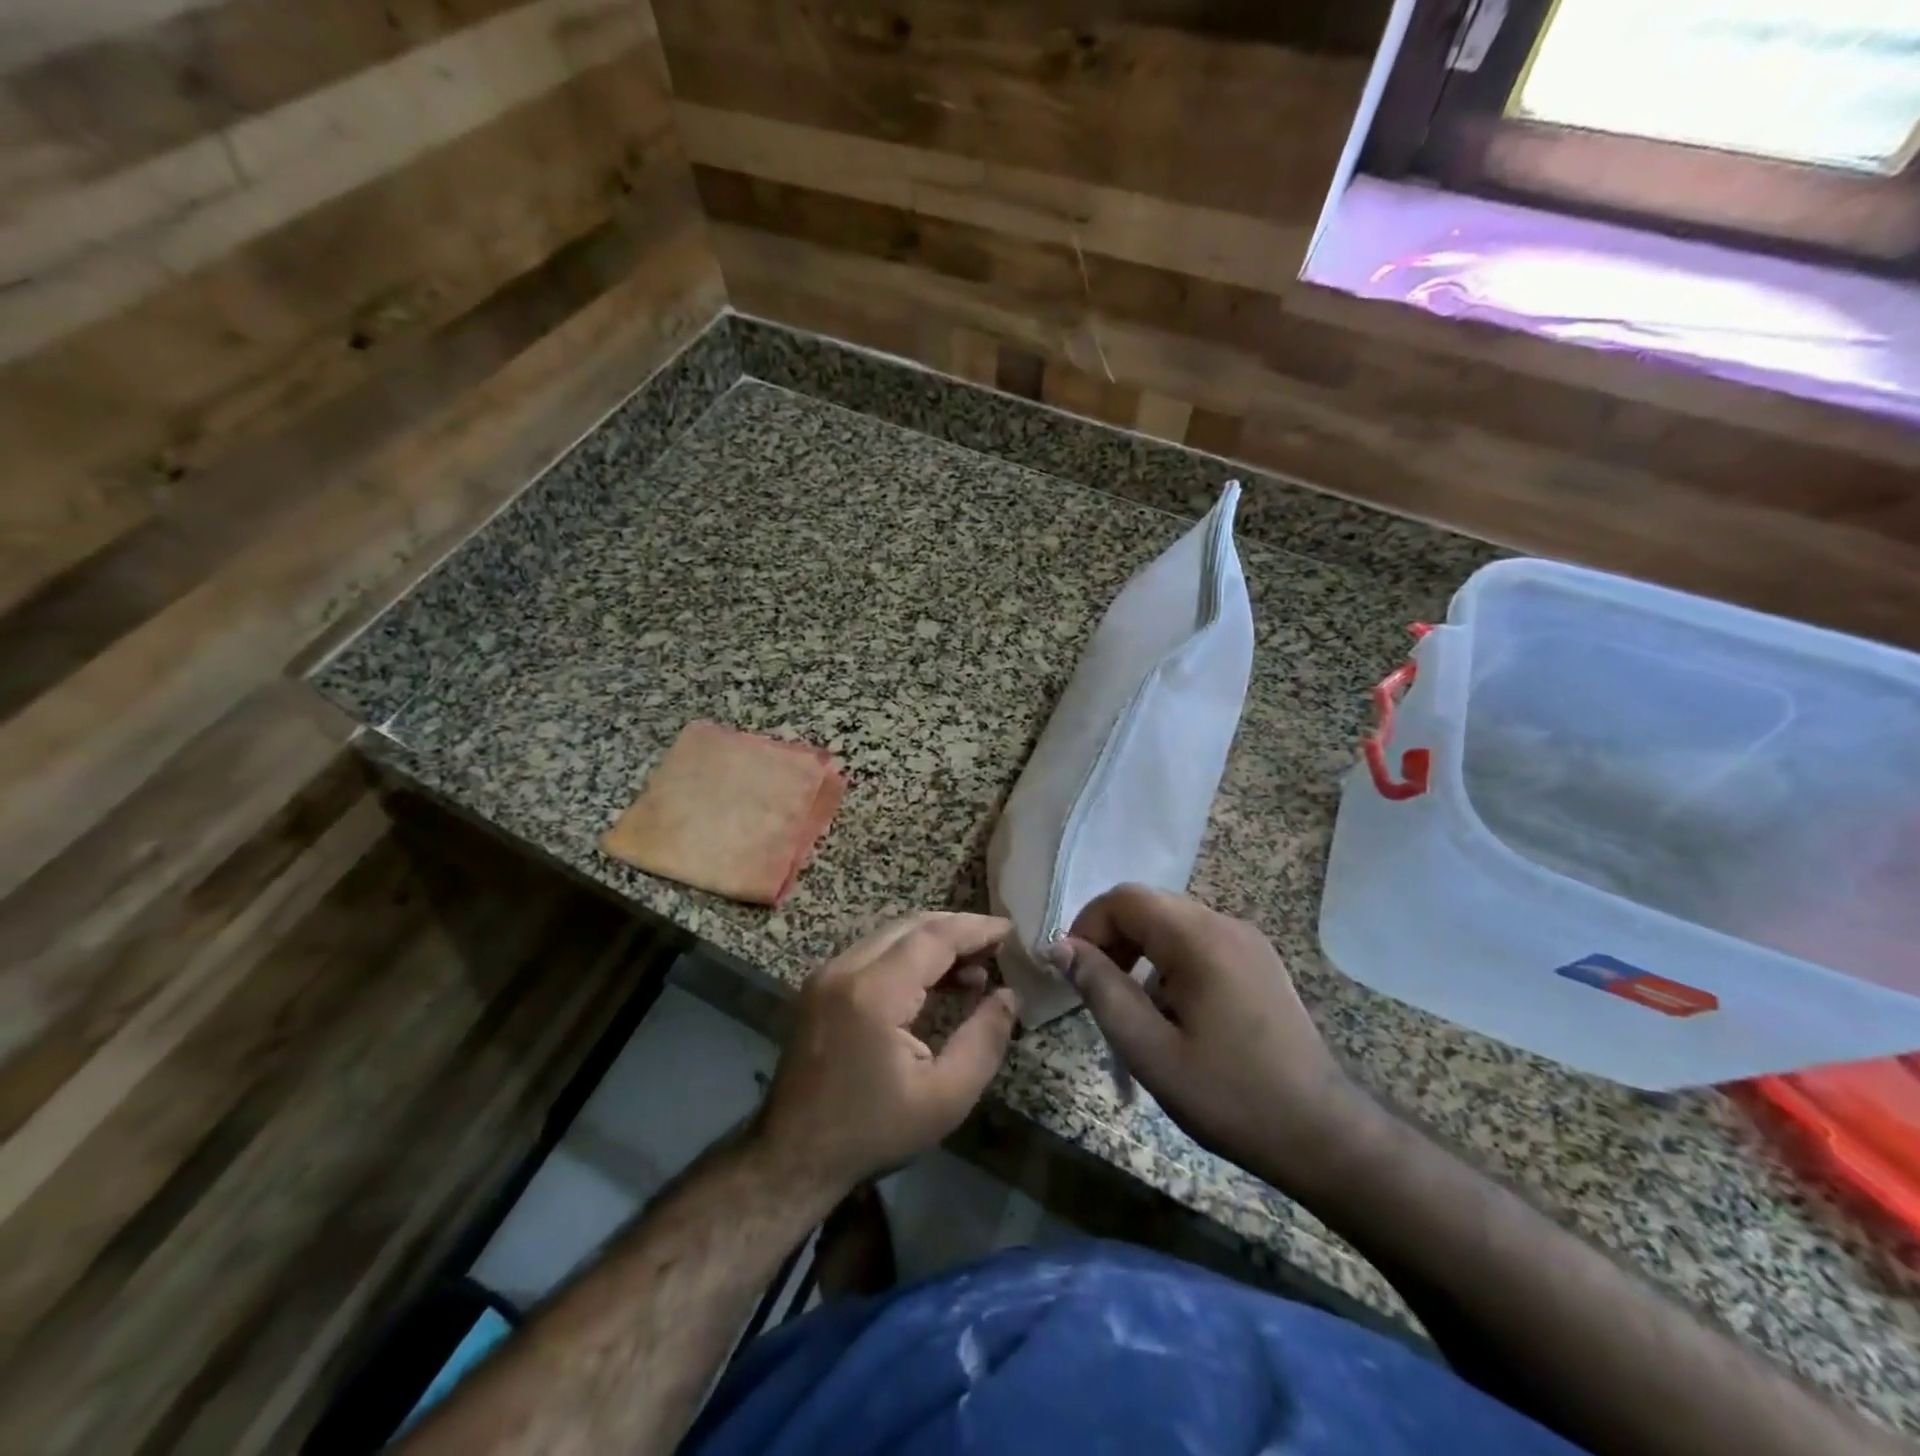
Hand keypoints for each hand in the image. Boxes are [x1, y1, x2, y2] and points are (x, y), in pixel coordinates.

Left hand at [755, 912, 1020, 1196]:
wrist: (793, 1156)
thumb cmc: (874, 1132)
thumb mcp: (945, 1097)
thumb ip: (984, 1040)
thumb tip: (1010, 995)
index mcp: (874, 993)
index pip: (933, 937)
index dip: (975, 929)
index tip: (1009, 930)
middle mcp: (845, 969)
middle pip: (910, 926)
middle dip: (957, 929)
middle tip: (996, 948)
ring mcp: (827, 974)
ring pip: (890, 934)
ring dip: (933, 941)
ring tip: (974, 968)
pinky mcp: (819, 985)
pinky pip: (872, 951)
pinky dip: (907, 955)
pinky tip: (933, 981)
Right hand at [1057, 885, 1371, 1192]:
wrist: (1325, 1136)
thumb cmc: (1231, 1097)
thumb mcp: (1150, 1050)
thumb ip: (1101, 990)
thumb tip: (1059, 947)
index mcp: (1199, 938)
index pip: (1125, 899)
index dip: (1087, 926)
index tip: (1072, 973)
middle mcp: (1225, 924)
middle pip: (1149, 907)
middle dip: (1111, 940)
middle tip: (1096, 992)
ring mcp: (1248, 942)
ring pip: (1172, 925)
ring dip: (1139, 953)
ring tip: (1131, 1008)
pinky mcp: (1259, 963)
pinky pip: (1199, 944)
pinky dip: (1169, 964)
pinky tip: (1172, 1014)